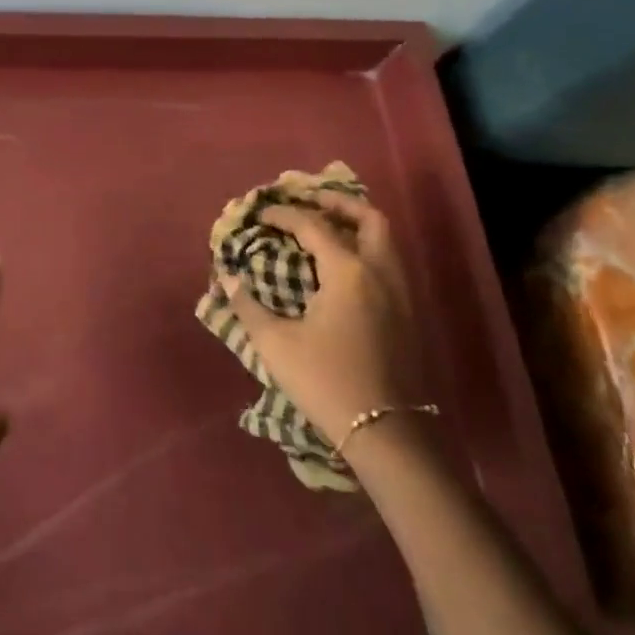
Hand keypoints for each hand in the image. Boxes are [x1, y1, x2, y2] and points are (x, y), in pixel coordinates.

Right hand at [222, 190, 424, 456]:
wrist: (385, 432)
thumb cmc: (326, 381)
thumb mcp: (275, 344)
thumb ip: (248, 305)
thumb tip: (227, 277)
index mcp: (348, 271)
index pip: (313, 225)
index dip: (283, 215)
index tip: (260, 215)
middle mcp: (380, 272)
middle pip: (368, 218)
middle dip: (338, 203)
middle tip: (309, 201)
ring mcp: (400, 293)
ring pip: (384, 240)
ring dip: (354, 225)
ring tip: (324, 228)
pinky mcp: (407, 313)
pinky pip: (387, 262)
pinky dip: (365, 249)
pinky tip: (341, 267)